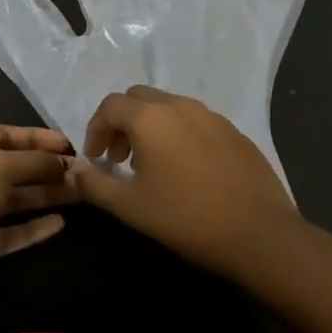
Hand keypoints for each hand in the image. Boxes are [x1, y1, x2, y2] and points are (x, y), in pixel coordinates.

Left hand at [0, 125, 79, 303]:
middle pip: (9, 168)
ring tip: (79, 194)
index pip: (3, 134)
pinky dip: (31, 229)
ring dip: (42, 197)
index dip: (36, 138)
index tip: (69, 145)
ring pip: (10, 201)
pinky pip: (6, 233)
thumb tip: (66, 163)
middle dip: (44, 169)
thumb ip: (34, 161)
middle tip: (81, 172)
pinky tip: (59, 224)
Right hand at [68, 86, 299, 275]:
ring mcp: (211, 115)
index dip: (96, 129)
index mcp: (151, 117)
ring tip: (151, 166)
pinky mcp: (234, 130)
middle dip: (122, 123)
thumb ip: (95, 184)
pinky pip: (195, 121)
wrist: (258, 233)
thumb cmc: (186, 217)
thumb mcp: (130, 206)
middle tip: (120, 159)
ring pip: (169, 107)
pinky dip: (179, 134)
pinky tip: (186, 171)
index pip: (110, 105)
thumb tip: (73, 170)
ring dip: (151, 127)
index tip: (96, 159)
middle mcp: (180, 105)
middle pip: (139, 99)